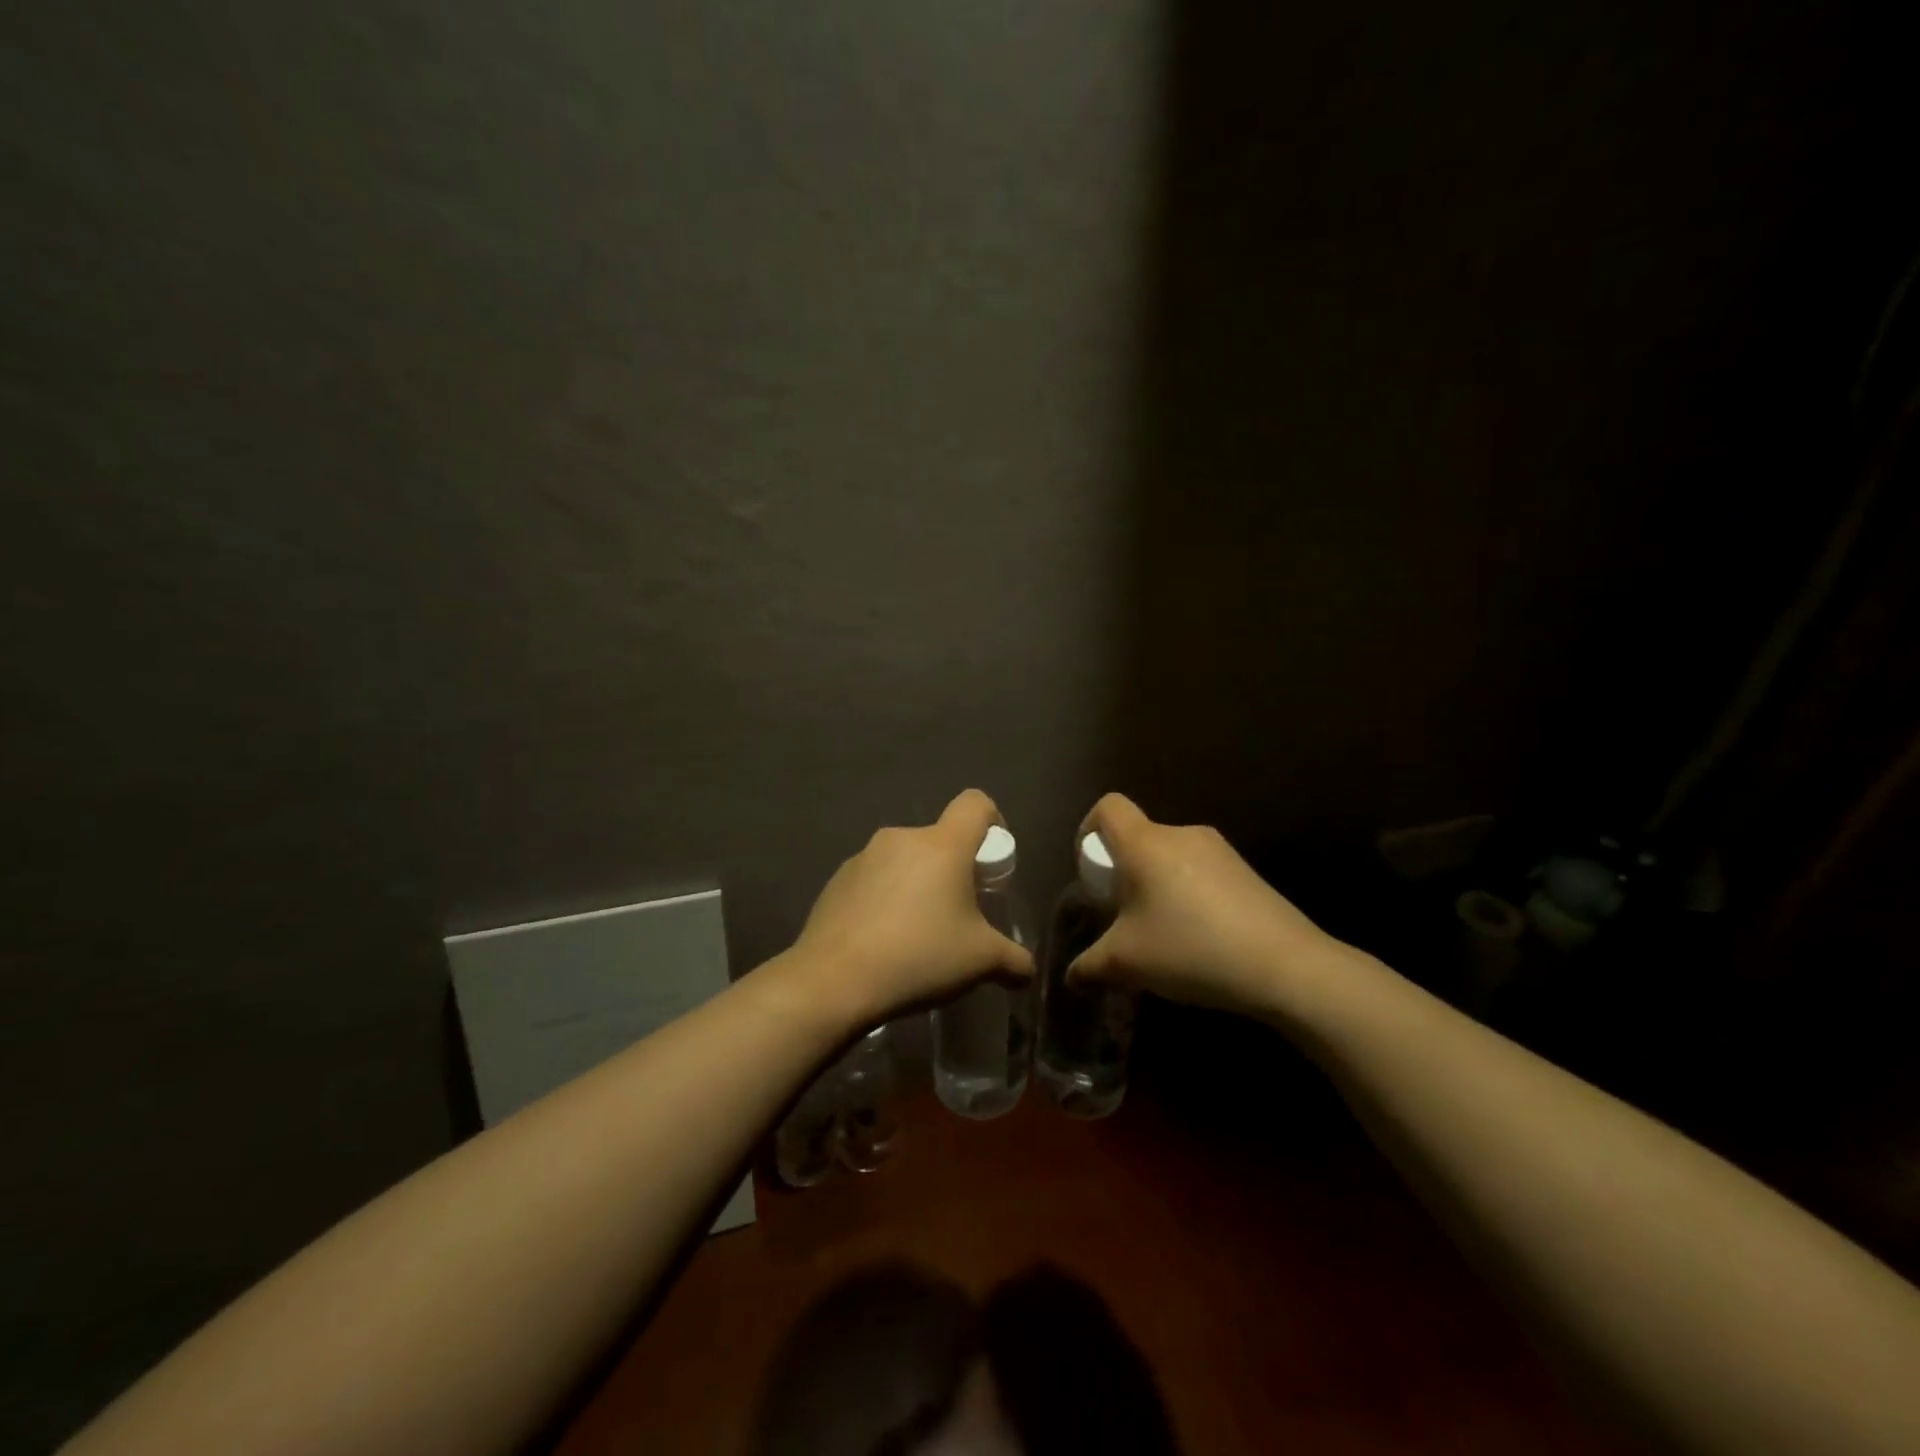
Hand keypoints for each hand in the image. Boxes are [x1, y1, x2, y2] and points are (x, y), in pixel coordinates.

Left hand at [785, 789, 1033, 1028]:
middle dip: (953, 871)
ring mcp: (863, 857)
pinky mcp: (836, 880)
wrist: (834, 981)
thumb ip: (1013, 960)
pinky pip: (873, 880)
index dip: (992, 822)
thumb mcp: (981, 962)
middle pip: (940, 840)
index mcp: (942, 845)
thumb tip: (1026, 971)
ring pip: (904, 861)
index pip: (975, 804)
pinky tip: (881, 941)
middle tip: (957, 915)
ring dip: (917, 885)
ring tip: (916, 935)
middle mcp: (901, 838)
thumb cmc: (920, 957)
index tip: (992, 863)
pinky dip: (884, 900)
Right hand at [1068, 793, 1356, 1018]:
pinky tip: (1200, 938)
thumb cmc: (1190, 949)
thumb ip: (1089, 966)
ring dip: (1157, 886)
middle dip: (1124, 872)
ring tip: (1163, 933)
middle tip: (1125, 915)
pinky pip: (1200, 872)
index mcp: (1146, 843)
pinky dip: (1188, 895)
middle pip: (1139, 837)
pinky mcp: (1246, 872)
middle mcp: (1181, 834)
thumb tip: (1072, 977)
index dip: (1089, 829)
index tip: (1092, 871)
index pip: (1108, 806)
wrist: (1285, 966)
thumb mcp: (1126, 963)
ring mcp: (1219, 850)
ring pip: (1170, 857)